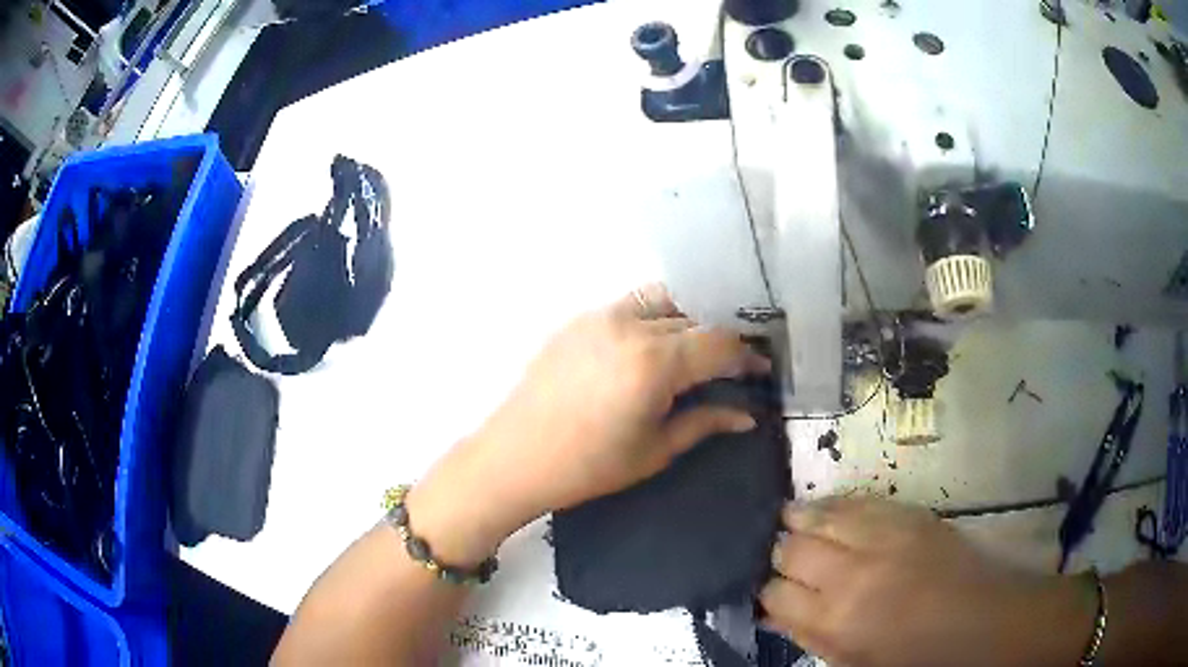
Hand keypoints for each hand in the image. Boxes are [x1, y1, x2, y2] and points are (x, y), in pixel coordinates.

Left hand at [409, 285, 768, 562]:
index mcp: (655, 362)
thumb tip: (747, 415)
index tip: (760, 370)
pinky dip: (656, 316)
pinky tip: (657, 343)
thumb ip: (705, 422)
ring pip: (664, 301)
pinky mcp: (580, 319)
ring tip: (698, 348)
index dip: (746, 356)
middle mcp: (631, 325)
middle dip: (721, 338)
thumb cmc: (589, 466)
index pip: (719, 344)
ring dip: (689, 318)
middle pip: (695, 318)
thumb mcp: (655, 450)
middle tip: (734, 362)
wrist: (516, 456)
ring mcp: (601, 315)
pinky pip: (631, 305)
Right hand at [760, 498, 1096, 666]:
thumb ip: (810, 637)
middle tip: (782, 557)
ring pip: (819, 516)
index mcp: (836, 622)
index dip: (767, 591)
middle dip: (780, 554)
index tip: (770, 590)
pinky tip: (827, 506)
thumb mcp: (854, 663)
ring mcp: (882, 538)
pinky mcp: (908, 515)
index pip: (774, 594)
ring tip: (789, 519)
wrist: (982, 621)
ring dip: (799, 519)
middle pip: (790, 550)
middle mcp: (851, 575)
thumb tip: (774, 611)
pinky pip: (858, 499)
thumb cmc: (915, 657)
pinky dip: (836, 503)